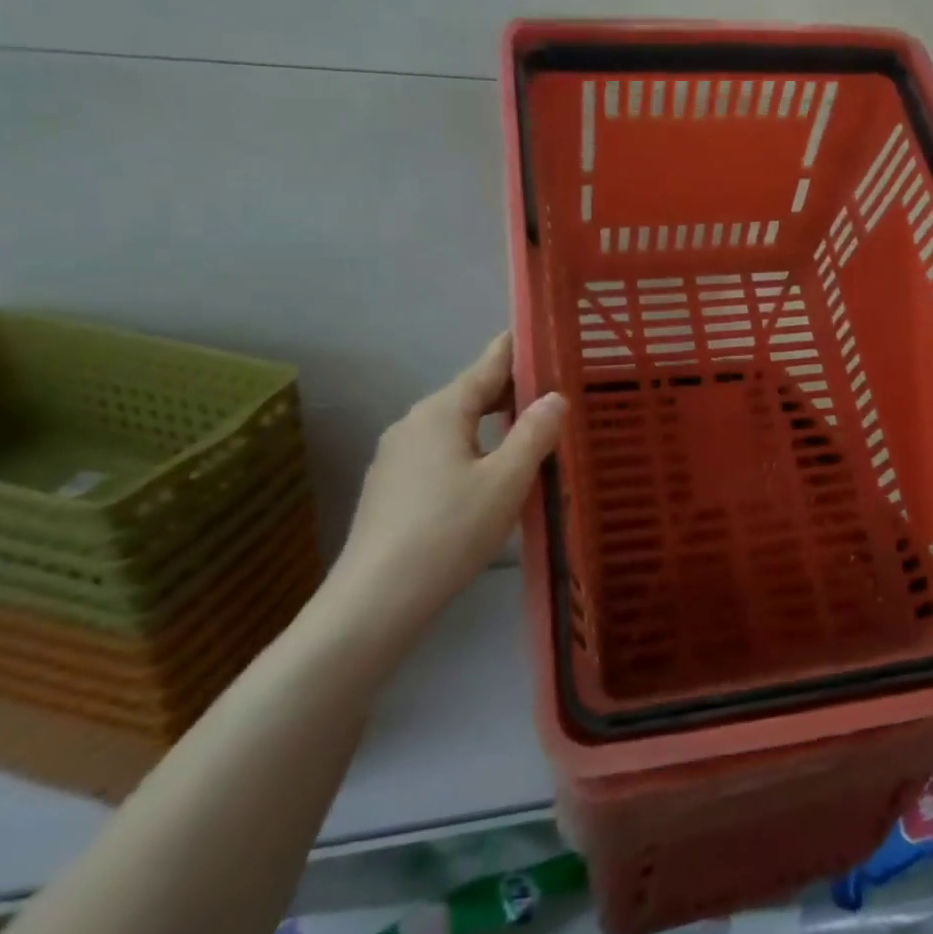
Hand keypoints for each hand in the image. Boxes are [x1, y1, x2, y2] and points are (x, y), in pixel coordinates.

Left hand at [312, 332, 565, 663]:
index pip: (486, 365)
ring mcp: (396, 456)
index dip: (515, 349)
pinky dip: (469, 451)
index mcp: (442, 411)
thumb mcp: (506, 481)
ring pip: (453, 427)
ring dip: (490, 426)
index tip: (539, 335)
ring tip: (525, 437)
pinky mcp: (390, 487)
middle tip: (550, 395)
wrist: (377, 597)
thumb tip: (555, 397)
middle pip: (469, 395)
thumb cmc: (450, 530)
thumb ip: (534, 434)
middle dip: (509, 393)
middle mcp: (413, 422)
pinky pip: (439, 454)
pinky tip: (485, 478)